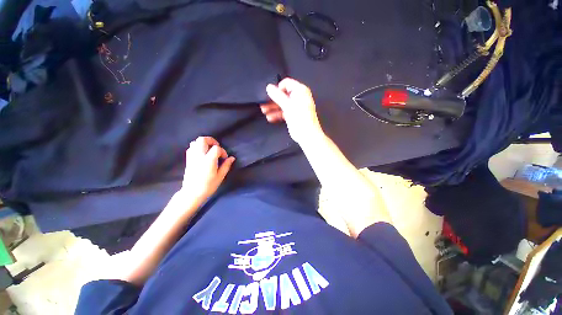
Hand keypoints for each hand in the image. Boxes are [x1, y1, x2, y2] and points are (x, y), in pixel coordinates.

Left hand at [180, 136, 234, 202]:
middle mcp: (199, 156)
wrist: (192, 193)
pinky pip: (191, 148)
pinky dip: (197, 147)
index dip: (222, 151)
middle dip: (211, 141)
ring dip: (204, 143)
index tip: (225, 158)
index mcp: (208, 160)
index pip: (216, 148)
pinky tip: (202, 154)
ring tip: (209, 150)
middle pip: (202, 140)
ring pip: (195, 142)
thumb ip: (226, 165)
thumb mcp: (220, 176)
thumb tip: (232, 158)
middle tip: (217, 147)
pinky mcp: (188, 160)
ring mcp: (192, 157)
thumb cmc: (208, 186)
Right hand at [263, 78, 322, 143]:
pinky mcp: (293, 115)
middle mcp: (298, 97)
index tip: (270, 94)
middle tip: (264, 103)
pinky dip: (276, 114)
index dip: (277, 88)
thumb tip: (269, 87)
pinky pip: (283, 112)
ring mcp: (295, 107)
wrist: (306, 134)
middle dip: (273, 99)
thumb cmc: (301, 118)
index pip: (287, 83)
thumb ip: (278, 95)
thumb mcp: (287, 105)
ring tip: (264, 111)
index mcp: (300, 91)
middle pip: (283, 95)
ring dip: (273, 107)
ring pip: (282, 104)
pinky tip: (270, 117)